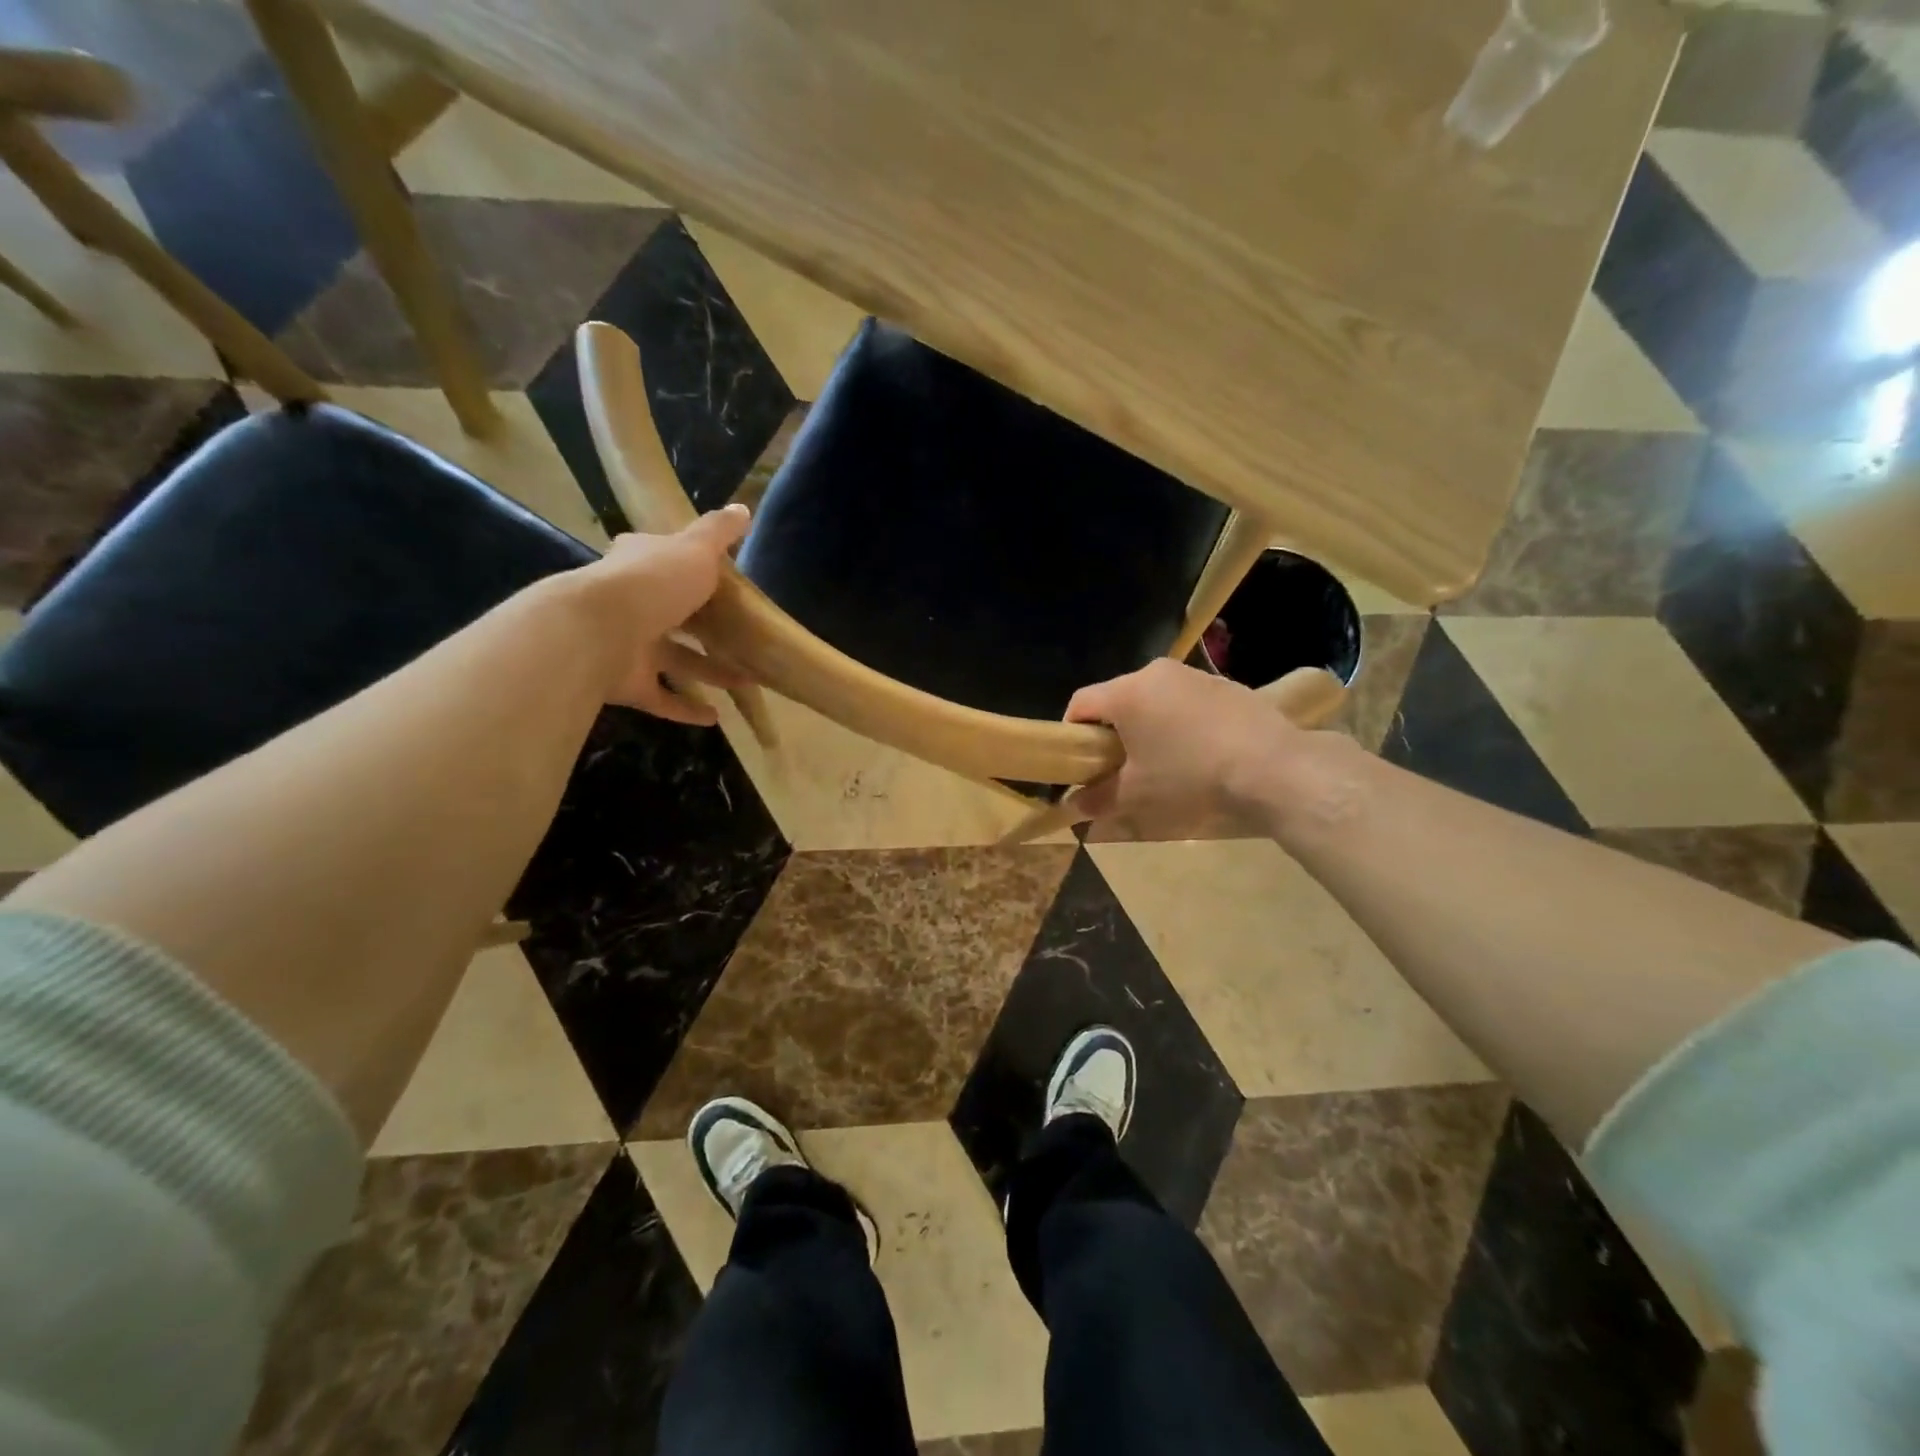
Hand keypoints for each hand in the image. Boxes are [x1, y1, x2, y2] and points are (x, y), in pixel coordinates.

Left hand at [577, 504, 752, 723]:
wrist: (595, 631)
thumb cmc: (651, 583)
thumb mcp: (695, 550)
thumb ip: (718, 532)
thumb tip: (743, 508)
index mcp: (639, 566)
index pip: (659, 559)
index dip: (681, 564)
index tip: (710, 576)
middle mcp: (629, 604)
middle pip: (672, 614)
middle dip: (704, 627)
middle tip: (739, 637)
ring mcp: (626, 646)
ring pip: (674, 660)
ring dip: (708, 671)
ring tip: (745, 680)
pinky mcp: (626, 684)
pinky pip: (661, 698)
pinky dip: (686, 709)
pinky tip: (715, 718)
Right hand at [1064, 659, 1302, 834]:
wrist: (1272, 768)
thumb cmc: (1189, 777)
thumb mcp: (1137, 795)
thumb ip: (1099, 798)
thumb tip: (1074, 806)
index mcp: (1127, 693)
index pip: (1081, 702)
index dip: (1072, 731)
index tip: (1081, 761)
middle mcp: (1156, 673)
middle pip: (1118, 698)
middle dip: (1113, 730)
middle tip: (1120, 765)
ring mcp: (1194, 675)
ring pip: (1155, 698)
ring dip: (1149, 725)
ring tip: (1164, 760)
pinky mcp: (1226, 685)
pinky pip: (1187, 701)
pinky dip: (1182, 722)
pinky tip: (1201, 752)